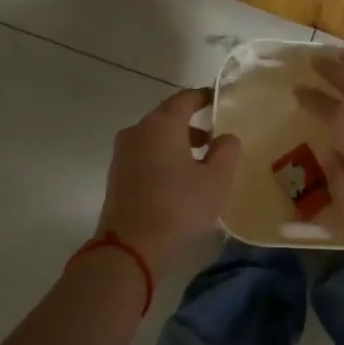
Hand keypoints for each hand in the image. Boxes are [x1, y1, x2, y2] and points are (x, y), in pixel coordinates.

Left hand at [96, 88, 240, 274]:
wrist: (130, 248)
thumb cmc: (179, 207)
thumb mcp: (217, 179)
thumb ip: (227, 151)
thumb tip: (225, 137)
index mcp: (162, 124)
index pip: (185, 98)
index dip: (204, 97)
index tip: (219, 100)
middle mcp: (138, 131)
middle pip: (167, 117)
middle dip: (192, 123)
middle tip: (215, 136)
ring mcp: (122, 154)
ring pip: (155, 138)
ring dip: (177, 143)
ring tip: (201, 162)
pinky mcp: (116, 176)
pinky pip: (145, 156)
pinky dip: (163, 158)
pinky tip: (179, 180)